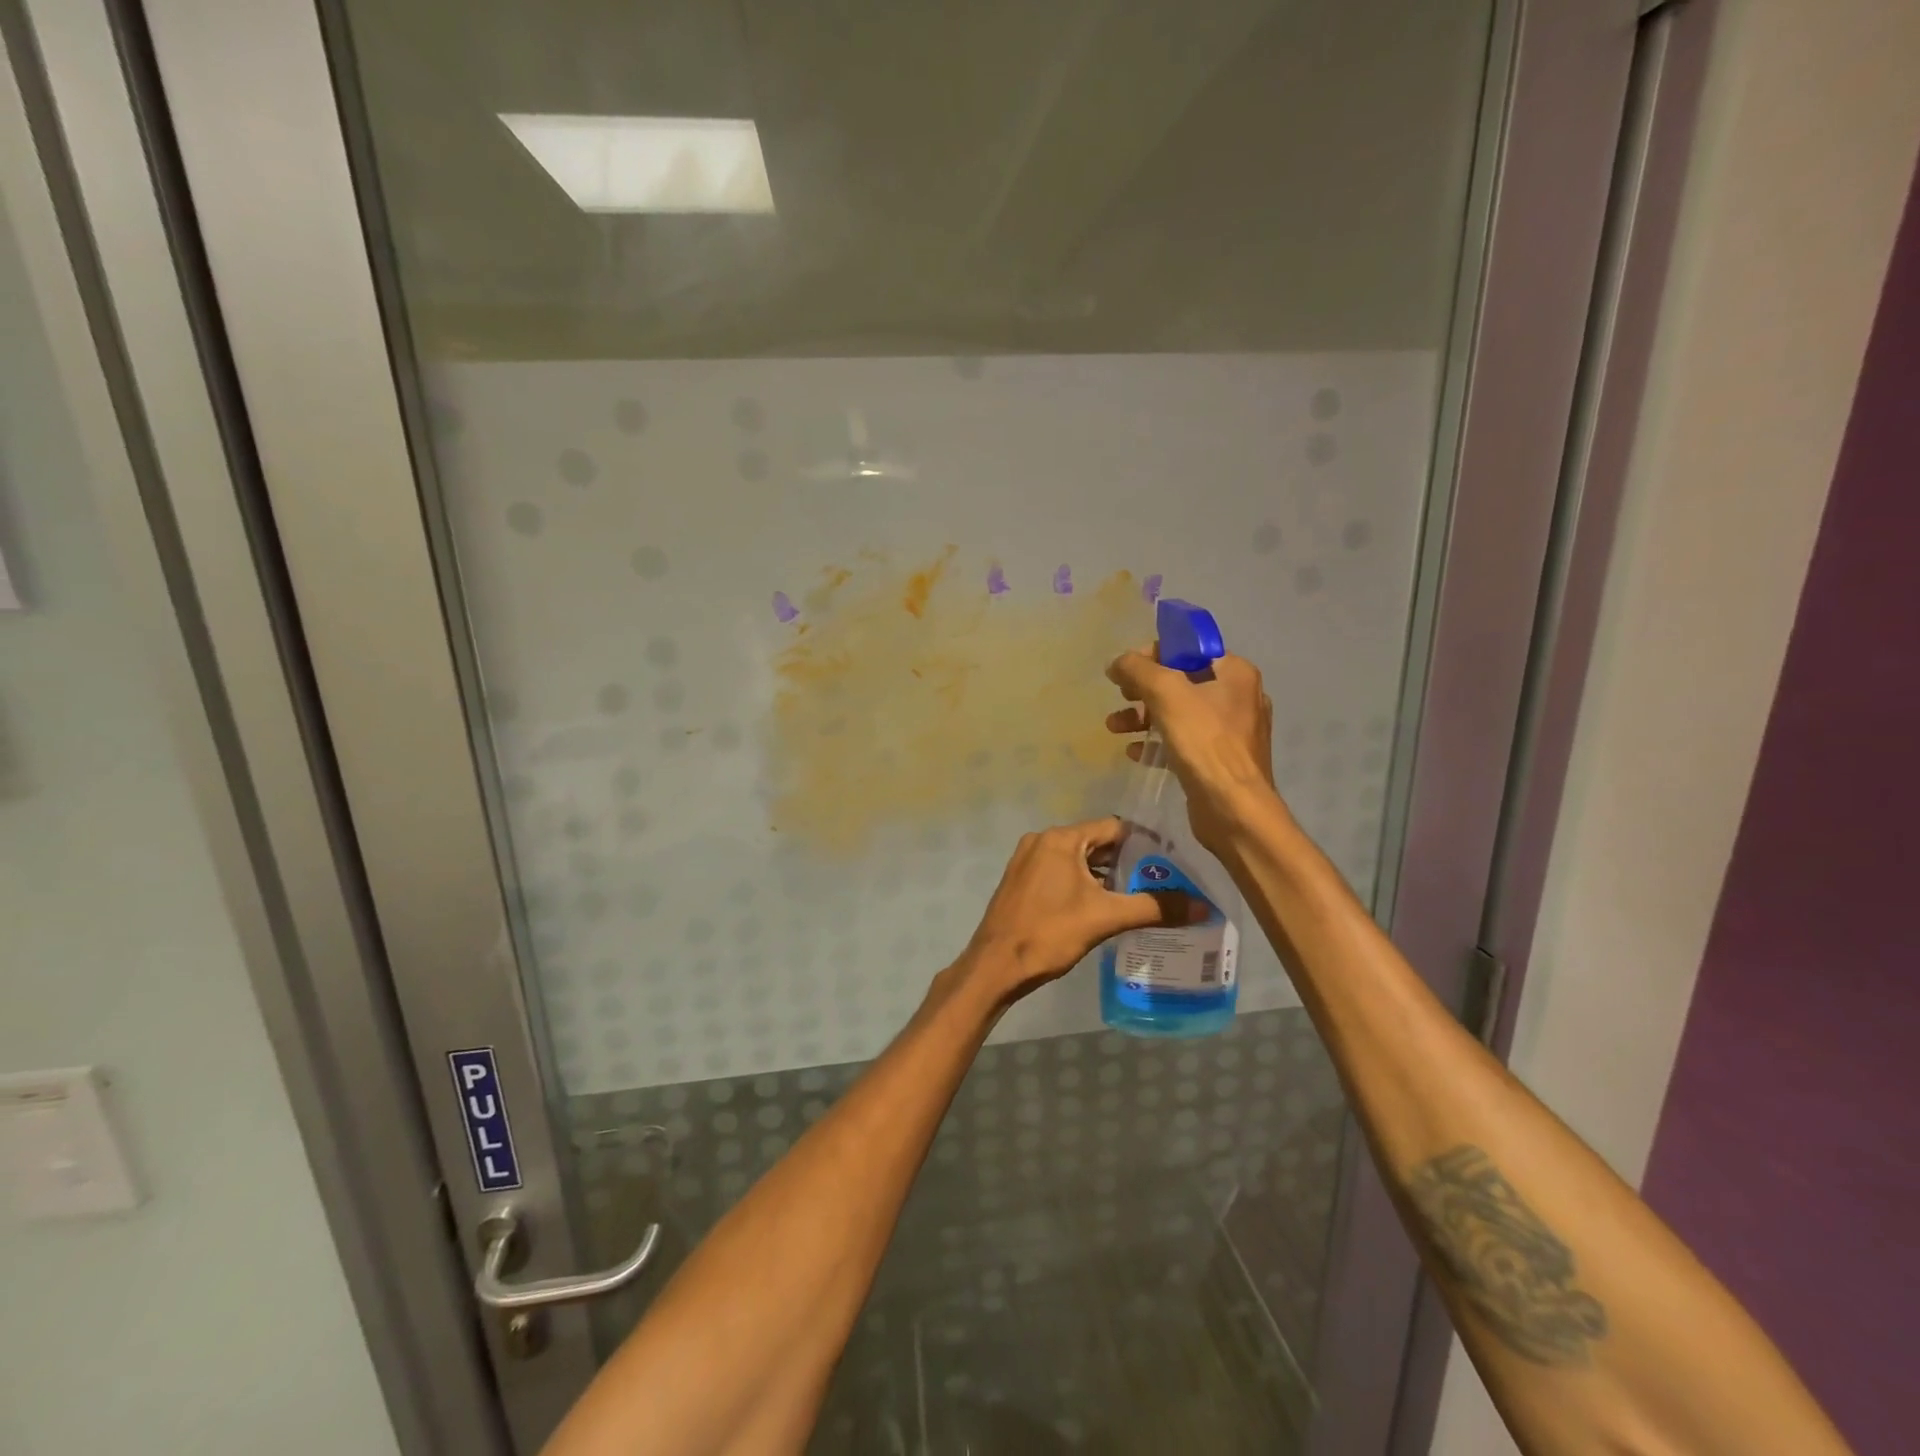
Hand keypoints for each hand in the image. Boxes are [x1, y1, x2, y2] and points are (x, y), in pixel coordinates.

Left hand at [955, 817, 1202, 1005]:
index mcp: (1061, 839)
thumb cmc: (1049, 933)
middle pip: (1096, 843)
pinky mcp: (1022, 882)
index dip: (1144, 844)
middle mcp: (1042, 841)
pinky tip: (1103, 908)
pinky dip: (1083, 885)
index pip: (1113, 828)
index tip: (1171, 863)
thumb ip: (1154, 908)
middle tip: (1161, 883)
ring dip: (1105, 877)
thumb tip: (1202, 906)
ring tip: (1139, 898)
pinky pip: (1060, 874)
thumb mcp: (1106, 918)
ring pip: (1078, 861)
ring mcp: (1028, 861)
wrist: (996, 965)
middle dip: (1127, 863)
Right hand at [1105, 645, 1283, 855]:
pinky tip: (1134, 751)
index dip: (1152, 654)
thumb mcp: (1165, 693)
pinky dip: (1157, 741)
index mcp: (1235, 672)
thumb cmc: (1204, 742)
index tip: (1125, 671)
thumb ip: (1137, 669)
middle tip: (1120, 696)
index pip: (1188, 649)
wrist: (1233, 808)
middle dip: (1143, 688)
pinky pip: (1183, 740)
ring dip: (1143, 716)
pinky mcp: (1219, 759)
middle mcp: (1238, 696)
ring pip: (1178, 712)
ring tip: (1113, 727)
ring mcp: (1231, 731)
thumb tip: (1117, 662)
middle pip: (1181, 680)